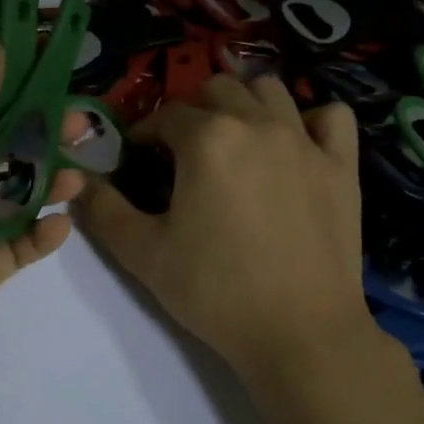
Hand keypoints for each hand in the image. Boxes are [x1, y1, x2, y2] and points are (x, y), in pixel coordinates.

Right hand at [79, 75, 376, 383]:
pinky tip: (298, 145)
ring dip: (245, 103)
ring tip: (235, 139)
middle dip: (193, 110)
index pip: (166, 115)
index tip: (138, 157)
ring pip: (270, 90)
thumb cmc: (216, 291)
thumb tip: (80, 183)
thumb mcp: (144, 255)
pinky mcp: (342, 166)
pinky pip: (332, 116)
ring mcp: (306, 141)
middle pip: (218, 89)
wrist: (300, 334)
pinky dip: (312, 120)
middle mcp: (257, 124)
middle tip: (184, 150)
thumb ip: (104, 211)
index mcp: (207, 139)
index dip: (145, 133)